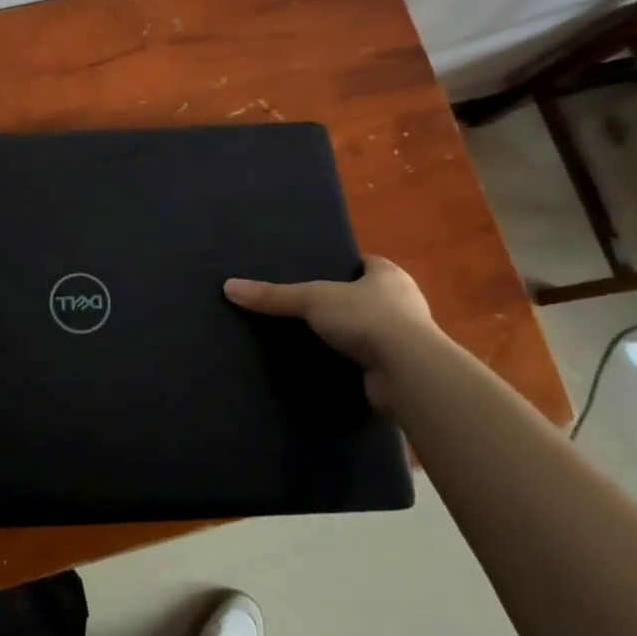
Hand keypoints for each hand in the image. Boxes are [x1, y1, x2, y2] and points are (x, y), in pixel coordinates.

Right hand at [223, 257, 440, 406]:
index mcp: (390, 275)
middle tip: (309, 308)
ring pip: (371, 330)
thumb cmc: (366, 318)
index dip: (344, 267)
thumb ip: (273, 296)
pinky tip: (330, 367)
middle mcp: (404, 303)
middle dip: (345, 302)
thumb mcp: (312, 299)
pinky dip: (354, 363)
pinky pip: (372, 360)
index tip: (318, 274)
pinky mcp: (402, 369)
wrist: (407, 372)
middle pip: (368, 297)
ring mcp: (407, 339)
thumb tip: (229, 287)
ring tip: (314, 339)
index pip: (366, 264)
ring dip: (351, 336)